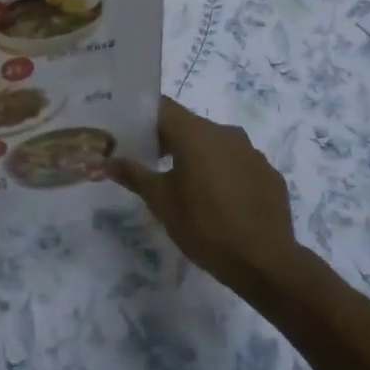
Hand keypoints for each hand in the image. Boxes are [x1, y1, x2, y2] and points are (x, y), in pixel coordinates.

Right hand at [107, 97, 301, 299]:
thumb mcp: (161, 202)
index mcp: (196, 134)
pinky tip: (218, 200)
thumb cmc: (205, 227)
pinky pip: (238, 163)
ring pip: (215, 144)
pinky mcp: (268, 173)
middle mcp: (225, 133)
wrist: (266, 262)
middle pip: (188, 124)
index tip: (126, 130)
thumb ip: (133, 175)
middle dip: (167, 139)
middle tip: (148, 161)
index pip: (162, 107)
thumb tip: (101, 161)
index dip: (142, 116)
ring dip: (197, 156)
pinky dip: (223, 172)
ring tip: (183, 184)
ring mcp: (251, 152)